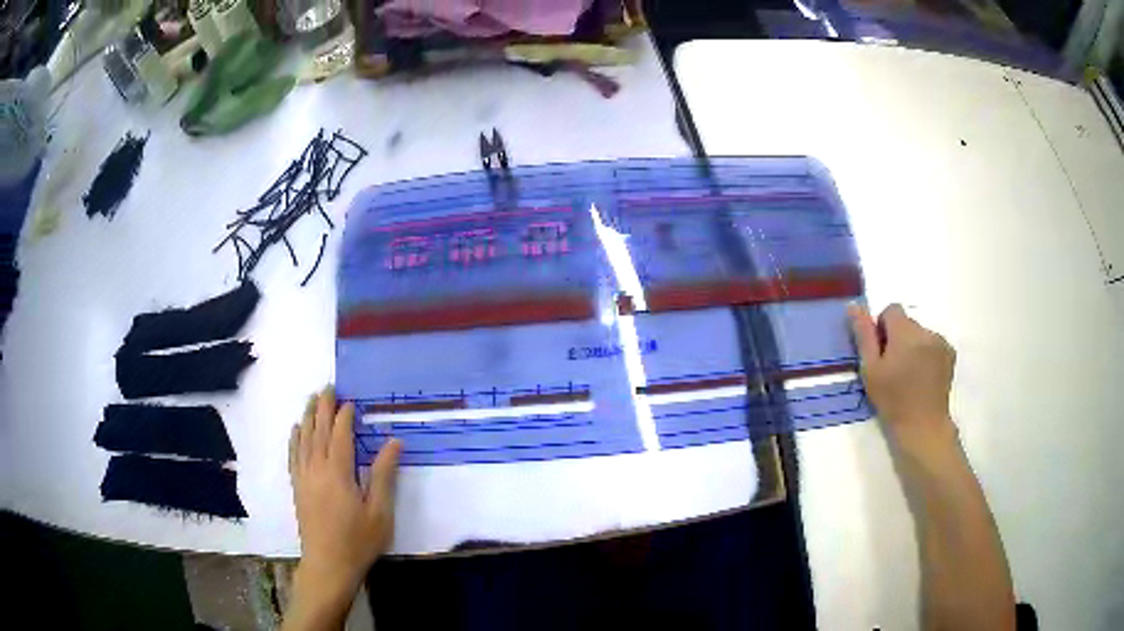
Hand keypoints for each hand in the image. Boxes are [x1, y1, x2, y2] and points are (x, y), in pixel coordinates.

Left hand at [288, 387, 402, 602]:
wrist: (328, 565)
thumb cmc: (358, 540)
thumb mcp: (380, 512)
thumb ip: (384, 475)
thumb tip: (393, 442)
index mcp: (338, 473)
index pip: (340, 435)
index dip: (344, 416)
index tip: (350, 401)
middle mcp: (316, 469)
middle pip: (318, 431)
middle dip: (323, 407)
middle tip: (327, 387)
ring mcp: (303, 478)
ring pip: (303, 440)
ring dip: (308, 417)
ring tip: (311, 399)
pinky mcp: (297, 488)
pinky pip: (293, 456)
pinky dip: (295, 439)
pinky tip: (296, 431)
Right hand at [848, 303, 957, 451]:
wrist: (923, 426)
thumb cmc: (893, 400)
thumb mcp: (871, 370)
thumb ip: (864, 335)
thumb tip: (854, 305)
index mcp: (905, 332)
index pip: (891, 310)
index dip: (883, 328)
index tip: (881, 352)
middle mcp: (926, 330)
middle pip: (907, 322)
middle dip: (898, 338)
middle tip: (892, 368)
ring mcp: (941, 342)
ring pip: (920, 333)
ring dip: (913, 346)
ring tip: (909, 374)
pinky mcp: (950, 354)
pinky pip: (933, 343)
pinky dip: (927, 353)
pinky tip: (923, 376)